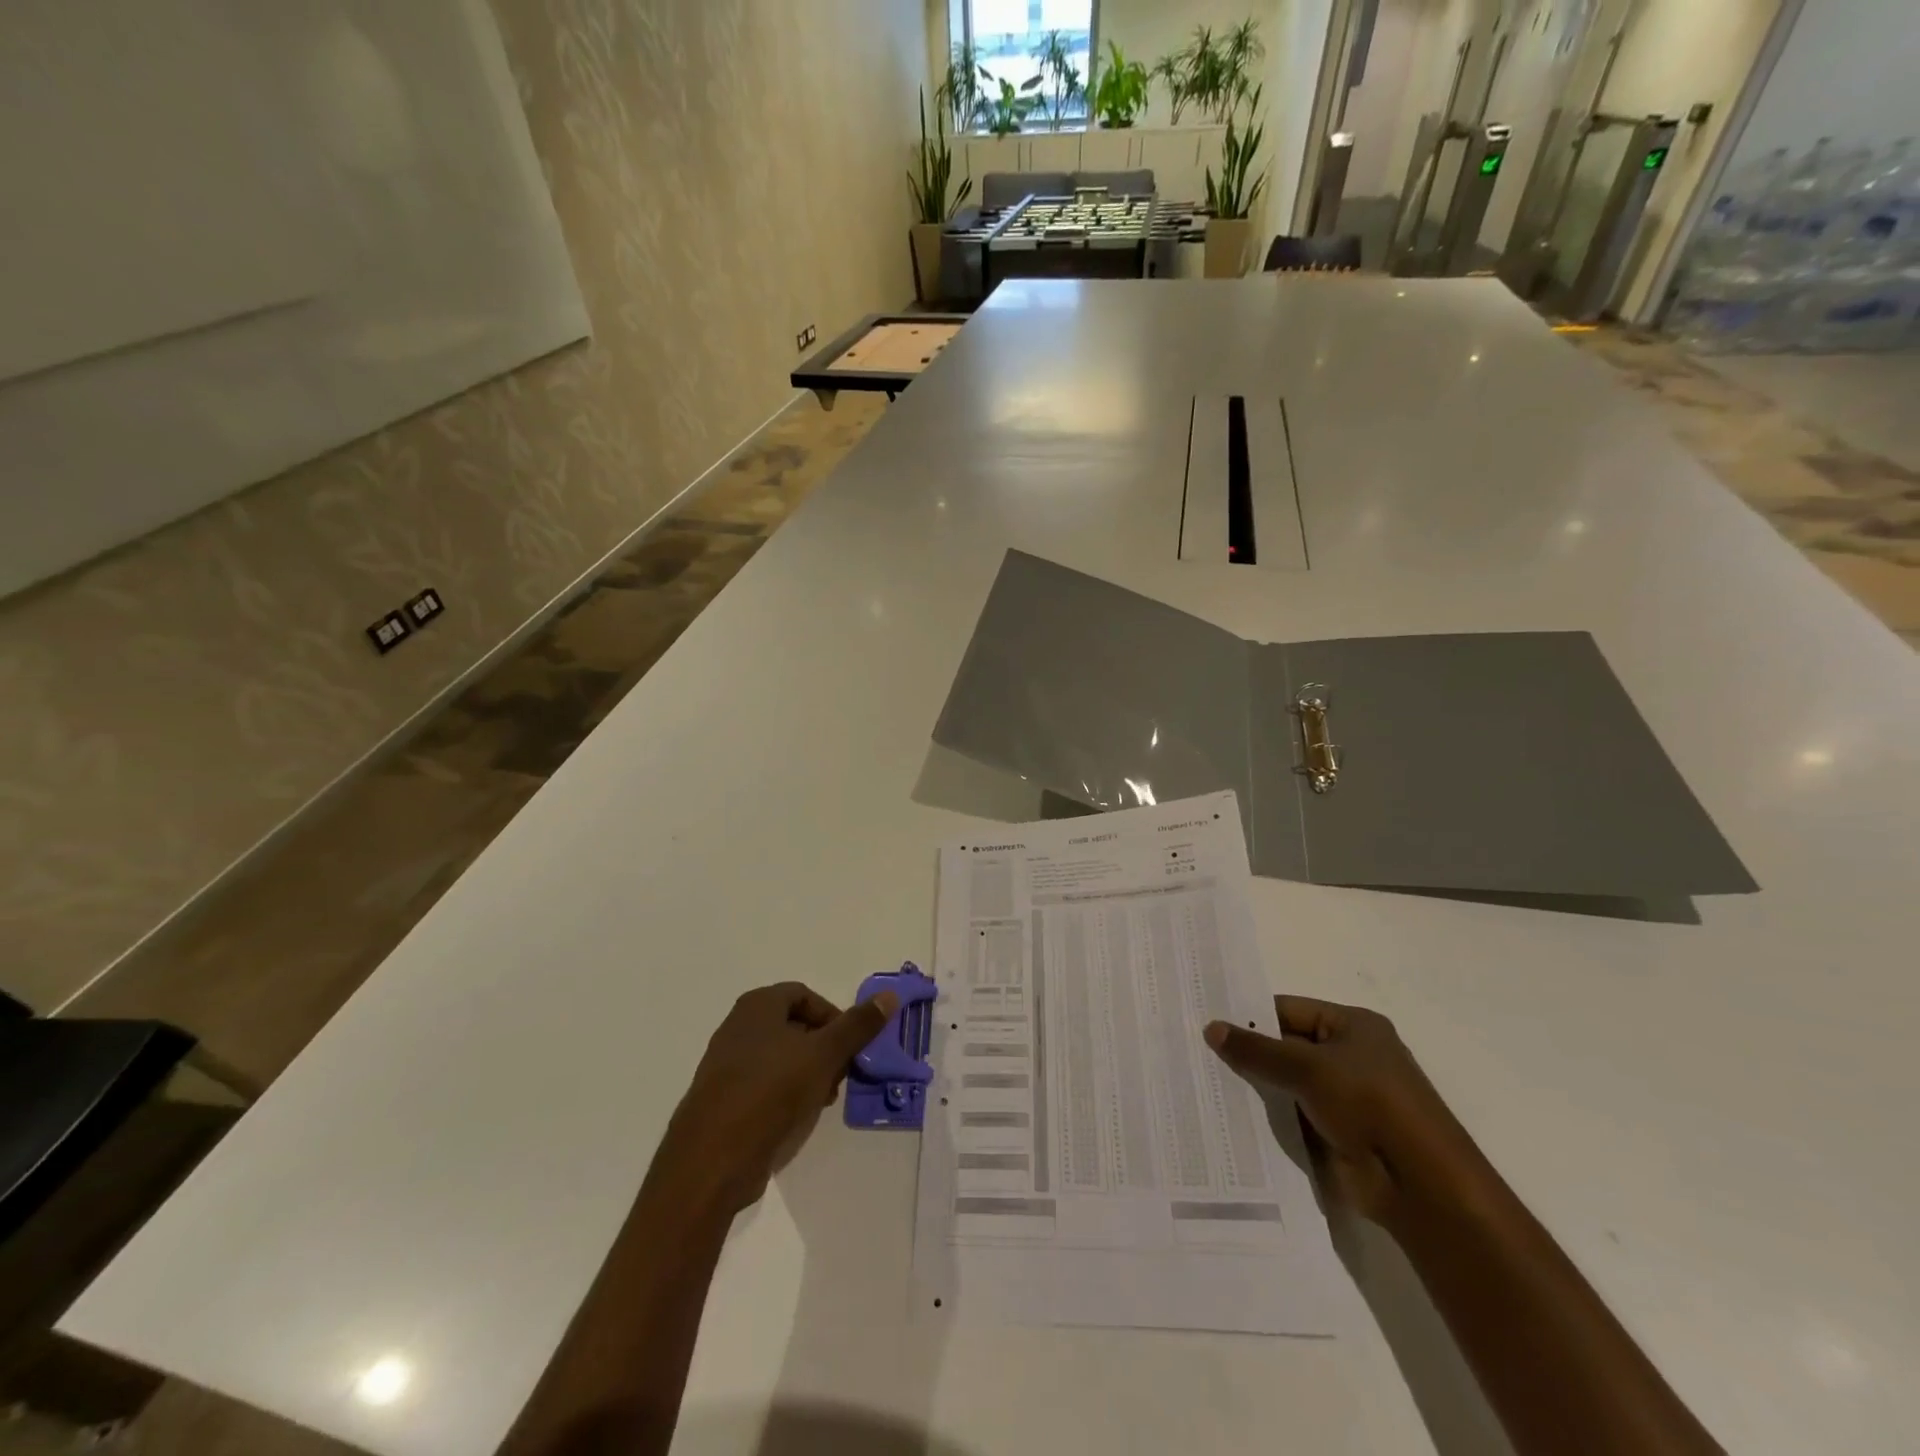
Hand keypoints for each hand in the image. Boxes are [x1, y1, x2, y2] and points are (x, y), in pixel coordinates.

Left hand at [651, 982, 898, 1215]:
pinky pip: (762, 1086)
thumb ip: (857, 1025)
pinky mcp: (721, 1100)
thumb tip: (890, 995)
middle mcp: (738, 1027)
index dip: (833, 1017)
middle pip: (793, 1026)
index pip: (805, 996)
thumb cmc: (770, 1093)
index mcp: (758, 1006)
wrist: (710, 1161)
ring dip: (807, 1074)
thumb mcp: (824, 1055)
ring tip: (821, 1102)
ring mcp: (725, 1065)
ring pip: (779, 1058)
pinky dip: (784, 1095)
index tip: (850, 1047)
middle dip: (823, 1049)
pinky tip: (795, 1120)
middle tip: (840, 1077)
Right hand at [1205, 997, 1482, 1232]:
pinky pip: (1292, 1115)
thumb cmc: (1370, 1104)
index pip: (1288, 1009)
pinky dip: (1267, 1116)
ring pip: (1286, 1082)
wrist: (1420, 1185)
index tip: (1206, 1019)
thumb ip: (1257, 1050)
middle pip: (1286, 1045)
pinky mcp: (1337, 1133)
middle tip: (1195, 1049)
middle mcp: (1350, 1056)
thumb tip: (1210, 1028)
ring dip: (1255, 1085)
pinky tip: (1229, 1114)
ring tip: (1202, 1079)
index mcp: (1353, 1026)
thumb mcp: (1307, 1067)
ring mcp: (1344, 1097)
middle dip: (1247, 1050)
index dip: (1249, 1014)